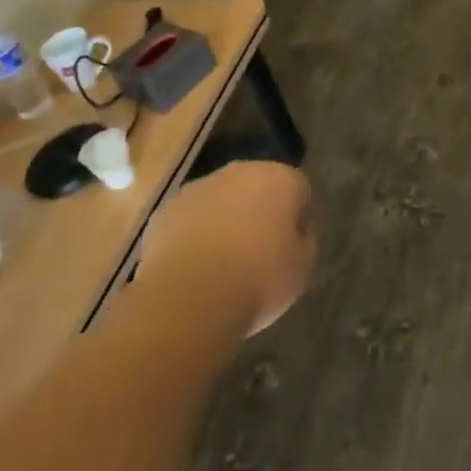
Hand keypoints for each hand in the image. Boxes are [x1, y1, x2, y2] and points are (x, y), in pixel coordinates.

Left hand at [141, 161, 315, 335]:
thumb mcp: (302, 269)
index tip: (291, 247)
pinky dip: (193, 235)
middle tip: (257, 252)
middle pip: (257, 187)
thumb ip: (304, 242)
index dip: (297, 218)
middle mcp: (242, 171)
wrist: (188, 298)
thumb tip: (295, 234)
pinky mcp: (166, 209)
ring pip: (221, 199)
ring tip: (221, 264)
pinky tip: (193, 268)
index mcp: (281, 179)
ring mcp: (200, 187)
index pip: (299, 189)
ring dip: (224, 220)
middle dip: (258, 211)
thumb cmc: (258, 280)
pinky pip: (189, 218)